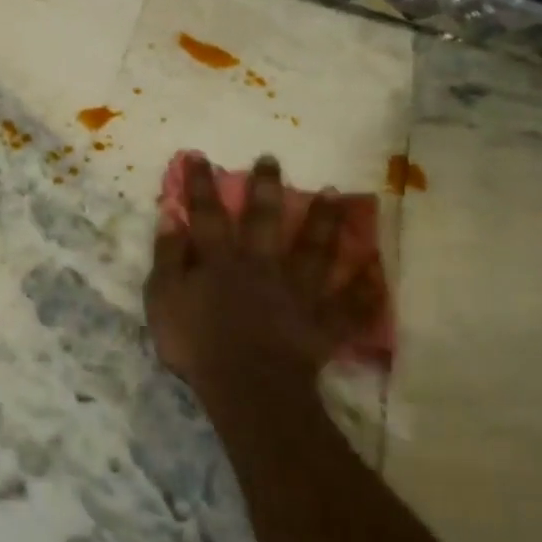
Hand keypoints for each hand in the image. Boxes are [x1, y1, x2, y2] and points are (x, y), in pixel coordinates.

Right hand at [144, 154, 381, 398]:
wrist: (246, 384)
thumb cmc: (197, 343)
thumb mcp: (164, 299)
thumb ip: (168, 257)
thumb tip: (170, 217)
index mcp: (221, 261)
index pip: (207, 214)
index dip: (201, 185)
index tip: (200, 156)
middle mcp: (262, 265)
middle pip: (265, 220)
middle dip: (266, 188)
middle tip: (272, 160)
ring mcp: (297, 291)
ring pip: (315, 249)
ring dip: (325, 220)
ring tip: (335, 193)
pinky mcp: (322, 321)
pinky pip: (350, 304)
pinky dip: (365, 289)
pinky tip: (377, 269)